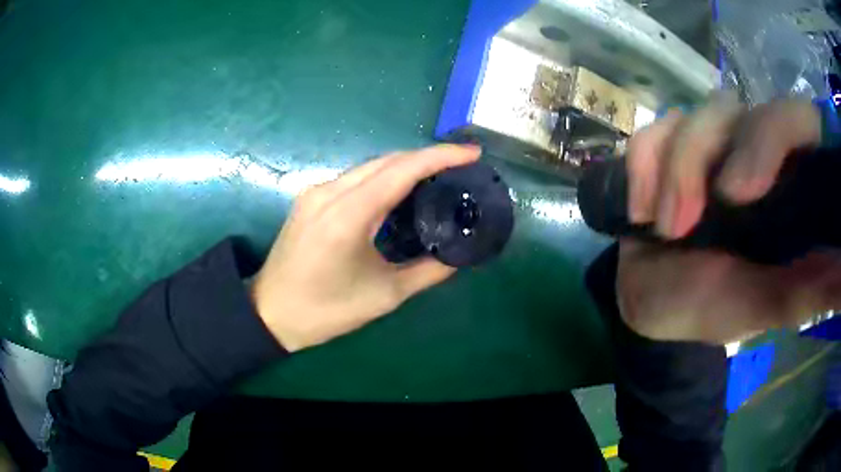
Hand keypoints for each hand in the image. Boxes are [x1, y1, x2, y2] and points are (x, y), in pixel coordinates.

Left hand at [251, 145, 479, 351]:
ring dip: (405, 166)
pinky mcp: (310, 199)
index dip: (440, 156)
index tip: (472, 153)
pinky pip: (355, 177)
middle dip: (427, 157)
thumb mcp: (384, 296)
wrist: (270, 313)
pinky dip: (384, 177)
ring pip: (370, 166)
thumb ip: (428, 271)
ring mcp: (316, 192)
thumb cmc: (326, 311)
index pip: (401, 170)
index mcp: (348, 215)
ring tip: (438, 175)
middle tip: (461, 165)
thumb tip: (458, 255)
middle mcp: (329, 192)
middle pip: (386, 161)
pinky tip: (401, 189)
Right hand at [619, 97, 840, 343]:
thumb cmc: (711, 307)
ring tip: (662, 229)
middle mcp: (751, 150)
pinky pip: (651, 133)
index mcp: (785, 181)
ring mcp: (707, 144)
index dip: (770, 135)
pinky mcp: (666, 146)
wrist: (652, 303)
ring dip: (669, 173)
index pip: (793, 120)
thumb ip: (807, 290)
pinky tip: (640, 212)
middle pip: (732, 110)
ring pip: (689, 118)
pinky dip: (641, 168)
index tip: (739, 193)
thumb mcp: (763, 306)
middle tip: (682, 224)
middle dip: (700, 161)